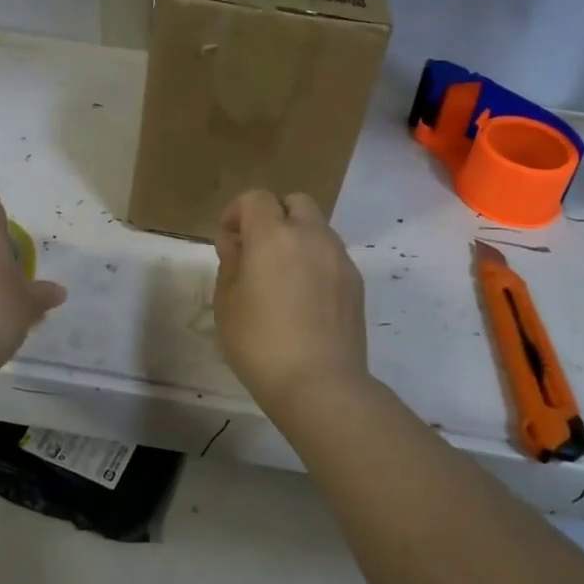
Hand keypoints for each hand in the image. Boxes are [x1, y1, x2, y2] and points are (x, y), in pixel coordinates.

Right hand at [213, 190, 368, 413]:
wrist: (320, 384)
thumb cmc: (260, 343)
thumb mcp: (227, 304)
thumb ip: (230, 264)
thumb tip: (235, 243)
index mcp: (273, 235)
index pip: (256, 198)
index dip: (237, 211)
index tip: (228, 238)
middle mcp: (311, 236)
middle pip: (295, 202)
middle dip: (274, 215)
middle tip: (257, 249)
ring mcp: (338, 258)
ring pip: (317, 228)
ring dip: (297, 237)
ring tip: (282, 275)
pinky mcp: (356, 282)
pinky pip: (332, 255)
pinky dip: (315, 261)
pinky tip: (305, 296)